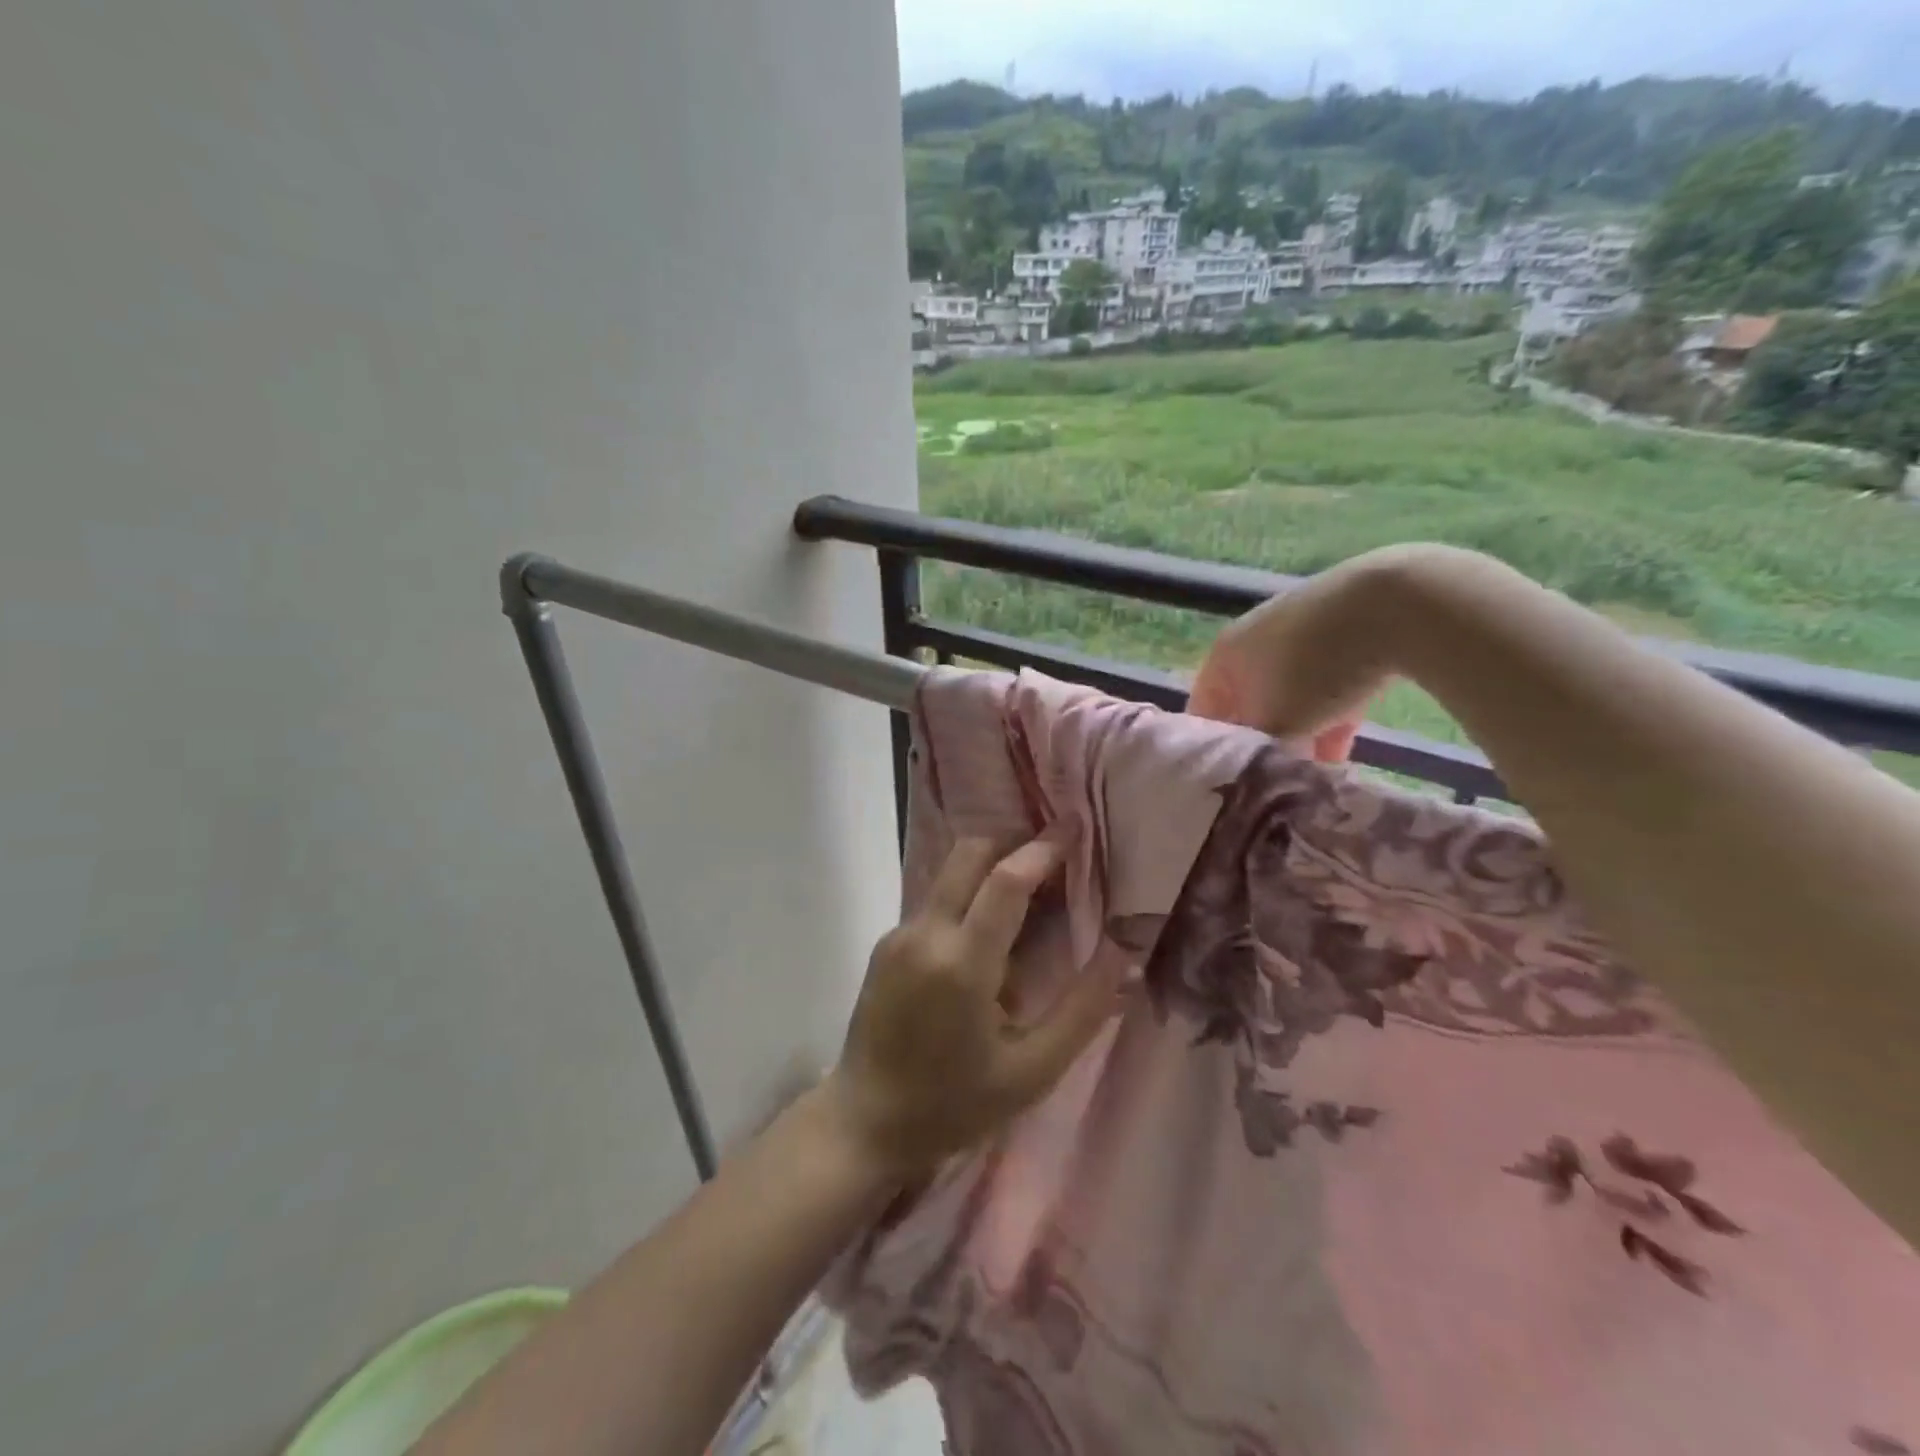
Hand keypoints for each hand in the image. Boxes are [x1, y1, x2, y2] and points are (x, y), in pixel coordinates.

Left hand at [822, 837, 1124, 1176]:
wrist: (864, 1122)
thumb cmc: (952, 1105)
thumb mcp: (1031, 1072)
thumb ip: (1082, 1009)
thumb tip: (1123, 953)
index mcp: (962, 963)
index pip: (1006, 880)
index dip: (1044, 848)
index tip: (1075, 827)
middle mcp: (925, 933)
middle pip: (970, 854)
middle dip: (1014, 842)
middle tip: (1055, 858)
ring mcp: (899, 934)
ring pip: (950, 872)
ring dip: (991, 867)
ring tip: (1032, 895)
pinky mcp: (887, 943)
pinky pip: (936, 899)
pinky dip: (969, 894)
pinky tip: (991, 933)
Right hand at [1188, 548, 1413, 758]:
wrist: (1395, 605)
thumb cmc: (1315, 669)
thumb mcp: (1279, 724)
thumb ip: (1259, 755)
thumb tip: (1255, 778)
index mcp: (1223, 656)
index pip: (1203, 713)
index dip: (1214, 751)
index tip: (1233, 785)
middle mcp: (1252, 639)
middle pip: (1248, 705)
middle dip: (1263, 744)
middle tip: (1278, 780)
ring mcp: (1298, 631)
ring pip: (1289, 697)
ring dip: (1299, 733)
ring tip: (1314, 772)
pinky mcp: (1342, 630)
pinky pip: (1325, 683)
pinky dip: (1329, 715)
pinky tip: (1343, 750)